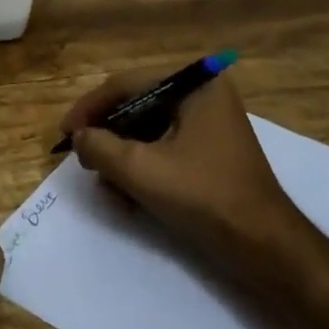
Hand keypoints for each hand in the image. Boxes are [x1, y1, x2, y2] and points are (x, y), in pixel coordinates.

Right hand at [61, 68, 296, 265]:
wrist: (263, 245)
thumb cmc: (203, 196)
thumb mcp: (140, 169)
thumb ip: (99, 147)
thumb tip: (80, 137)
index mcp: (195, 84)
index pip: (127, 84)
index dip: (89, 108)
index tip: (65, 134)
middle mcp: (205, 94)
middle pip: (137, 105)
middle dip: (107, 136)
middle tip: (83, 159)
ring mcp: (210, 123)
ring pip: (148, 130)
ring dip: (122, 156)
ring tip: (106, 184)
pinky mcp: (210, 150)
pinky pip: (165, 147)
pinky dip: (143, 166)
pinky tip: (128, 195)